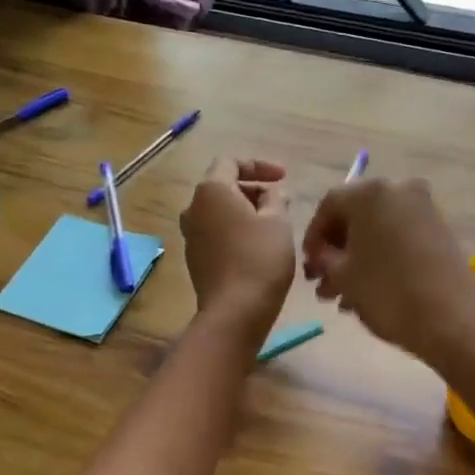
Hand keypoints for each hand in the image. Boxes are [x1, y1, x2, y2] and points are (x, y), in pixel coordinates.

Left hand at [180, 157, 295, 331]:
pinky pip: (217, 233)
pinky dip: (236, 231)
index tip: (283, 178)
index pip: (230, 162)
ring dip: (245, 212)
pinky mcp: (195, 259)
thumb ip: (276, 199)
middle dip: (253, 190)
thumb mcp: (278, 221)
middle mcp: (193, 208)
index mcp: (211, 191)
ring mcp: (191, 236)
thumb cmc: (260, 259)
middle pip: (223, 187)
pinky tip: (258, 247)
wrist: (235, 312)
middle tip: (281, 203)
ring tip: (273, 225)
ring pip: (219, 212)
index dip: (259, 166)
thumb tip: (271, 194)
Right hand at [301, 177, 474, 364]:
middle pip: (356, 215)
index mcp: (370, 193)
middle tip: (323, 282)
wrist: (452, 320)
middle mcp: (399, 189)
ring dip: (357, 258)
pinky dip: (382, 256)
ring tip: (343, 297)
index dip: (313, 236)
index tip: (308, 265)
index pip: (329, 204)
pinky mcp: (441, 229)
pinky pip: (400, 236)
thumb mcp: (343, 277)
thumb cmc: (387, 293)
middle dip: (336, 250)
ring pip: (379, 229)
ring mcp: (424, 208)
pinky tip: (369, 290)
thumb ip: (323, 259)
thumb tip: (320, 256)